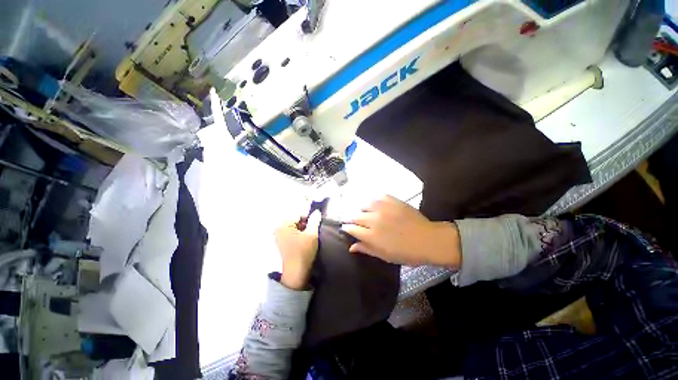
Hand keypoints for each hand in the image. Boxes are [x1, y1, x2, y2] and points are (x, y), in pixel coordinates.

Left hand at [274, 211, 320, 289]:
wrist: (296, 272)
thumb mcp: (312, 234)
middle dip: (305, 223)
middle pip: (295, 219)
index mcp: (284, 225)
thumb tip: (316, 211)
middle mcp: (278, 228)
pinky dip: (298, 233)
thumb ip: (314, 221)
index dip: (309, 217)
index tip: (315, 225)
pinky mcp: (280, 241)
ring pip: (294, 225)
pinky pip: (291, 231)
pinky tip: (302, 240)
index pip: (298, 214)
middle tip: (312, 232)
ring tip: (308, 237)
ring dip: (302, 228)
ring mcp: (278, 235)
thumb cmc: (304, 252)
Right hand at [341, 195, 460, 267]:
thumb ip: (366, 249)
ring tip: (362, 211)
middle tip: (349, 219)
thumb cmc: (406, 253)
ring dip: (360, 208)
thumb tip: (351, 247)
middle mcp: (374, 220)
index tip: (346, 228)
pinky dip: (373, 200)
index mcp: (372, 236)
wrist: (428, 240)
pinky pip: (377, 196)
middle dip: (349, 218)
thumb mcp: (385, 256)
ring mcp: (383, 208)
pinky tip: (374, 204)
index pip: (351, 228)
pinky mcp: (392, 200)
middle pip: (354, 215)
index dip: (347, 228)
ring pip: (363, 204)